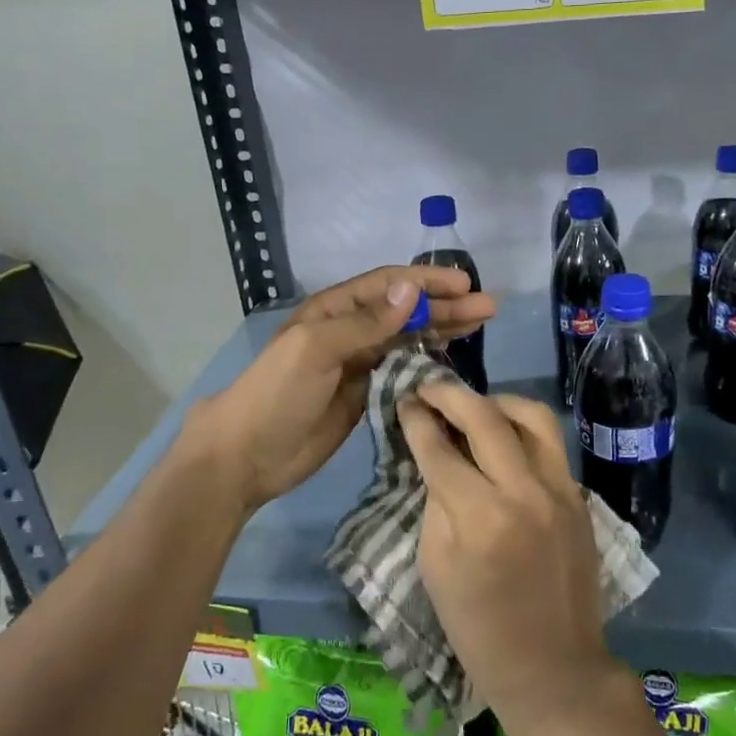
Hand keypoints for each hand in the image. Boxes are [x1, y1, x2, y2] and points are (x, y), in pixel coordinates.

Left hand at [184, 265, 494, 513]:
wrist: (248, 454)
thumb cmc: (277, 393)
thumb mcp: (316, 348)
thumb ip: (365, 323)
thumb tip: (411, 290)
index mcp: (334, 309)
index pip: (389, 285)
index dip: (427, 282)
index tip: (465, 285)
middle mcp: (350, 330)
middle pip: (405, 310)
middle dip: (445, 305)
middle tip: (488, 308)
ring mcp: (359, 363)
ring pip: (408, 338)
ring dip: (442, 329)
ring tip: (480, 324)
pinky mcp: (366, 394)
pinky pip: (403, 369)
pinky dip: (428, 360)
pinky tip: (452, 356)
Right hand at [401, 382, 614, 724]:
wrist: (553, 668)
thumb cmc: (478, 628)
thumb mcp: (435, 566)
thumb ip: (436, 501)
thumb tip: (436, 454)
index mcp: (479, 518)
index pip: (440, 449)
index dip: (417, 420)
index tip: (404, 400)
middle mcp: (524, 492)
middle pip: (485, 417)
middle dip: (450, 394)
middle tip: (428, 387)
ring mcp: (560, 490)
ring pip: (531, 415)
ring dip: (495, 401)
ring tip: (472, 406)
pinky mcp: (579, 496)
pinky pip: (550, 442)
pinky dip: (522, 427)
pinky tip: (503, 435)